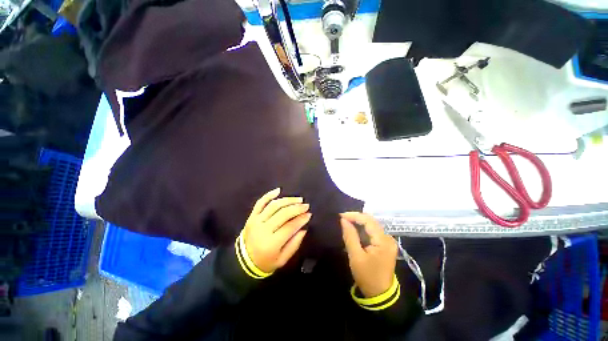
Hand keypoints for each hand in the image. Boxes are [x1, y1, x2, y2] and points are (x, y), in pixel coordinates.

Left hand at [242, 188, 310, 272]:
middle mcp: (263, 229)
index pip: (290, 226)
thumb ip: (294, 244)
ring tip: (298, 199)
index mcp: (271, 243)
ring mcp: (256, 221)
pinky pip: (260, 202)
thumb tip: (304, 228)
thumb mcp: (282, 260)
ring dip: (287, 200)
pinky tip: (278, 190)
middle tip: (306, 206)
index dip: (301, 219)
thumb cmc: (265, 262)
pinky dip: (269, 195)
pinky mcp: (252, 216)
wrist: (242, 261)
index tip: (309, 214)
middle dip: (296, 208)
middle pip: (283, 214)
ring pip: (273, 206)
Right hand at [340, 212, 397, 297]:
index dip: (354, 215)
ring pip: (372, 225)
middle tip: (342, 218)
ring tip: (346, 222)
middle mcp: (388, 238)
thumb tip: (343, 220)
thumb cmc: (367, 277)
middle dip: (356, 217)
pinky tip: (354, 229)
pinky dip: (363, 228)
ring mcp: (388, 241)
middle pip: (371, 221)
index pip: (368, 220)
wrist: (380, 295)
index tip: (340, 215)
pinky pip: (373, 231)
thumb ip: (350, 236)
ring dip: (359, 222)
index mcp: (383, 241)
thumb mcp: (356, 256)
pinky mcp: (385, 244)